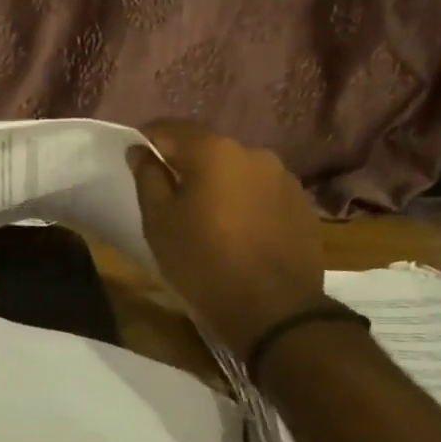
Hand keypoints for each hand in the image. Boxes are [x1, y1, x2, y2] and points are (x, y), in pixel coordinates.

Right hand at [127, 120, 329, 361]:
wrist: (275, 313)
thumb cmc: (204, 263)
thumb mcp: (159, 222)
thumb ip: (148, 177)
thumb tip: (140, 150)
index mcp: (214, 151)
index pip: (171, 128)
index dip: (150, 140)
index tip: (138, 158)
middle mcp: (253, 153)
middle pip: (208, 149)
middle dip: (188, 165)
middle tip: (171, 194)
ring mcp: (283, 178)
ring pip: (238, 170)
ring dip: (220, 183)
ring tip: (209, 215)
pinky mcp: (302, 204)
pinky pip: (263, 192)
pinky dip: (247, 202)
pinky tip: (241, 230)